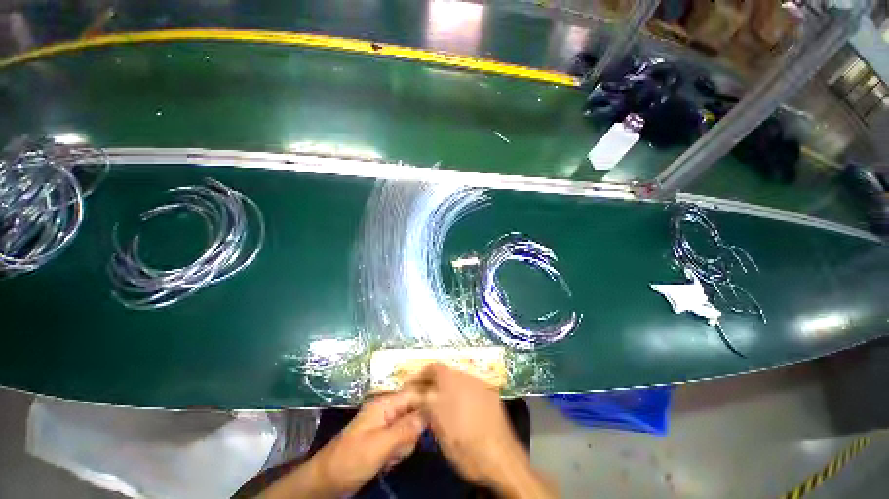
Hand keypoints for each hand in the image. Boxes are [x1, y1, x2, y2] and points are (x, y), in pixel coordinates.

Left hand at [313, 389, 425, 494]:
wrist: (327, 482)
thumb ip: (406, 428)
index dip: (428, 402)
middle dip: (412, 431)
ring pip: (410, 428)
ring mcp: (386, 424)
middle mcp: (388, 409)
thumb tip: (430, 413)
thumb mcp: (380, 445)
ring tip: (391, 456)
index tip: (440, 417)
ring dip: (405, 444)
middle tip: (401, 447)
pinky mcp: (385, 438)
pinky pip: (402, 440)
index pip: (414, 394)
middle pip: (414, 411)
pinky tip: (388, 461)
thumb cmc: (351, 460)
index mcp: (385, 403)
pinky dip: (399, 451)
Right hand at [414, 364, 536, 490]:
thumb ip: (428, 407)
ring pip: (458, 377)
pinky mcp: (491, 390)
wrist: (501, 457)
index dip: (422, 376)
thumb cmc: (465, 447)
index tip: (414, 386)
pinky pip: (471, 385)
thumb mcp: (440, 430)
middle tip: (427, 396)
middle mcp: (464, 377)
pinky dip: (463, 392)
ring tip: (444, 403)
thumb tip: (420, 396)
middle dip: (434, 381)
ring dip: (448, 386)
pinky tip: (464, 408)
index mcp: (450, 383)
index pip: (432, 368)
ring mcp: (479, 382)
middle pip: (445, 371)